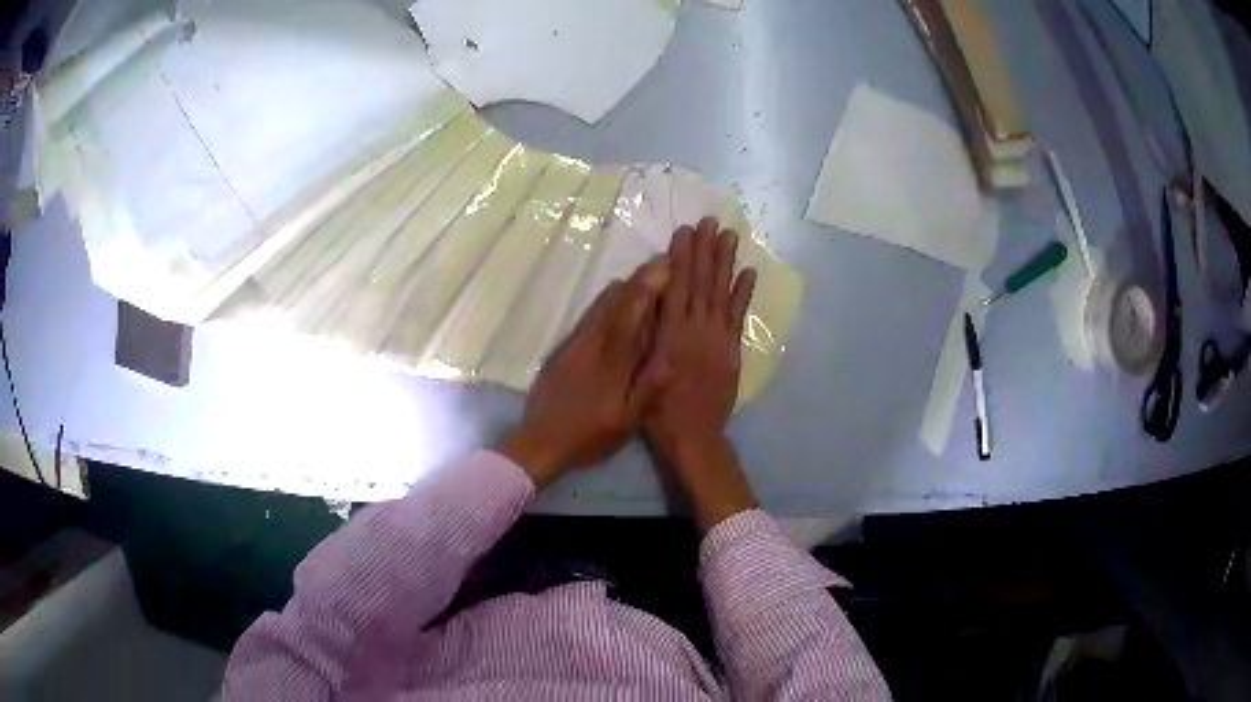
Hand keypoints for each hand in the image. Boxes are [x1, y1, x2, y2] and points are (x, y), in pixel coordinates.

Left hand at [501, 260, 668, 487]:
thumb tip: (674, 359)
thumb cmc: (589, 436)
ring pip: (601, 308)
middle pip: (617, 304)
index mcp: (613, 363)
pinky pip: (589, 318)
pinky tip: (614, 300)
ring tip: (642, 274)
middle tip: (660, 261)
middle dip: (640, 281)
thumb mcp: (626, 422)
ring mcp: (576, 345)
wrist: (541, 442)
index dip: (649, 289)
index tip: (666, 267)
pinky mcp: (565, 350)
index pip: (633, 317)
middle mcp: (594, 346)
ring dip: (623, 289)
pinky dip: (605, 303)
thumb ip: (648, 389)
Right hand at [642, 218, 758, 530]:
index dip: (682, 258)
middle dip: (705, 250)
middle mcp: (698, 332)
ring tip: (729, 235)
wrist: (696, 437)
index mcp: (672, 336)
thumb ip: (648, 337)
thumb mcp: (643, 374)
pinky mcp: (732, 351)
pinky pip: (738, 316)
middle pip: (702, 284)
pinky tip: (748, 272)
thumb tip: (649, 300)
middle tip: (709, 221)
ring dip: (725, 262)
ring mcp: (719, 340)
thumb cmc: (659, 410)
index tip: (685, 232)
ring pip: (722, 293)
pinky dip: (743, 293)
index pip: (678, 288)